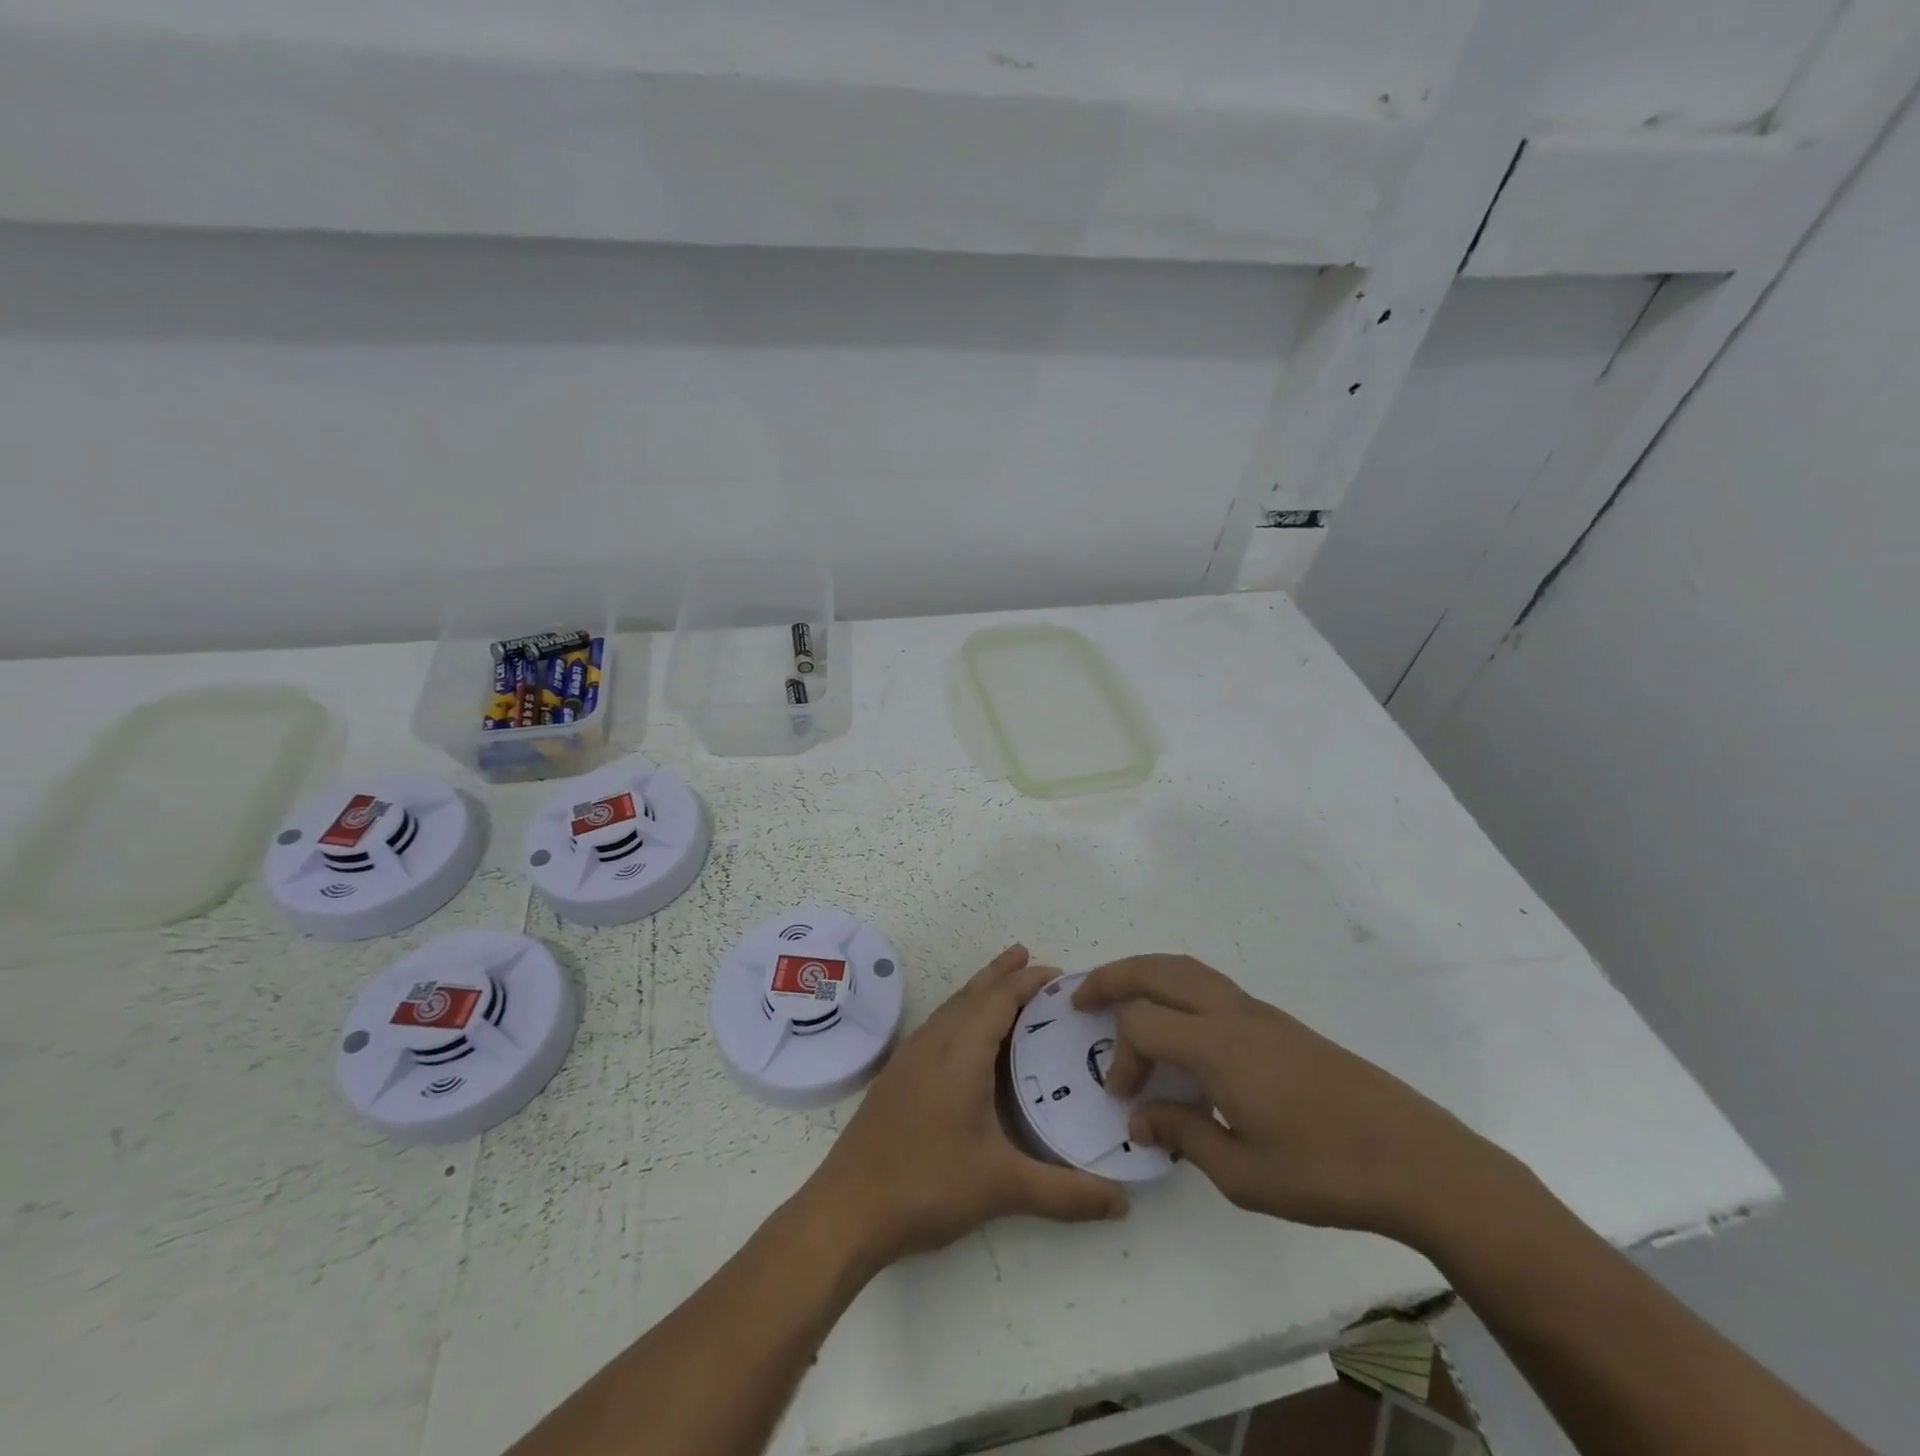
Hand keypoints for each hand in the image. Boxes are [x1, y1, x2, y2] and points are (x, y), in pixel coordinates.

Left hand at [810, 946, 1128, 1269]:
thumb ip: (1066, 1194)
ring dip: (979, 990)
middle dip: (1003, 973)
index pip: (999, 999)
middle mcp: (933, 1042)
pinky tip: (967, 1037)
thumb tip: (1123, 1203)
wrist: (847, 1209)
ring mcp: (909, 1057)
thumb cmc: (927, 1185)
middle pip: (972, 992)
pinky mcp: (896, 1075)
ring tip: (1004, 986)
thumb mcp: (1003, 1188)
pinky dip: (961, 1013)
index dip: (1027, 981)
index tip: (1058, 973)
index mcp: (960, 1052)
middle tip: (1031, 957)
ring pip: (951, 1007)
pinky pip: (937, 1025)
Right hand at [1073, 955, 1518, 1245]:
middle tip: (1080, 996)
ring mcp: (1259, 1012)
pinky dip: (1177, 988)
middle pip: (1157, 970)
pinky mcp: (1280, 1022)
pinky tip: (1179, 1025)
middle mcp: (1233, 1014)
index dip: (1121, 1057)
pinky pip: (1212, 986)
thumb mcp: (1244, 1173)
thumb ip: (1183, 1134)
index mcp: (1218, 1046)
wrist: (1418, 1159)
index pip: (1142, 1024)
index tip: (1126, 1100)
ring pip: (1187, 969)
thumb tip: (1139, 1117)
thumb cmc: (1325, 1172)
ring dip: (1145, 974)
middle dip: (1112, 977)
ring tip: (1120, 995)